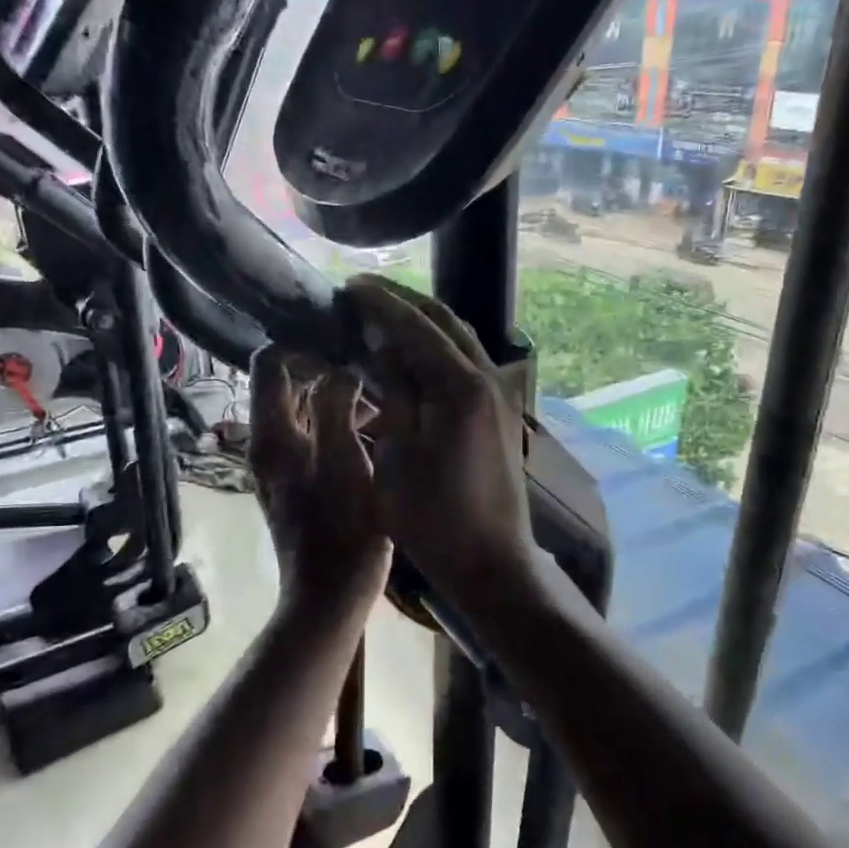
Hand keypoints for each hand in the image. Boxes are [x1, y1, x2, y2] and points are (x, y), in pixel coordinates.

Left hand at [248, 344, 390, 609]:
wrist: (330, 596)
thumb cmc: (342, 530)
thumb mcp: (344, 460)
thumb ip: (337, 406)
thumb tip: (340, 370)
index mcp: (272, 434)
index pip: (269, 362)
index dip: (302, 343)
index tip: (344, 339)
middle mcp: (269, 442)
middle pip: (287, 382)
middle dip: (326, 365)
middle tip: (370, 358)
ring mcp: (284, 463)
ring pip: (306, 408)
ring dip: (338, 394)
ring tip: (382, 388)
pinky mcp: (302, 479)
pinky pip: (317, 433)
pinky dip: (341, 421)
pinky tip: (378, 423)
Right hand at [343, 277, 537, 612]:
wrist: (491, 561)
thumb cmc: (432, 518)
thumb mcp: (395, 455)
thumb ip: (394, 393)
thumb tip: (386, 348)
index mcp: (458, 386)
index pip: (415, 325)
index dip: (380, 303)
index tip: (348, 286)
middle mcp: (486, 377)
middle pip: (444, 320)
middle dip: (403, 301)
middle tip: (363, 292)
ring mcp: (499, 393)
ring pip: (460, 337)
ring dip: (423, 320)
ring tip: (384, 313)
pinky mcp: (500, 410)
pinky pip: (467, 359)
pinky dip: (438, 344)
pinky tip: (414, 352)